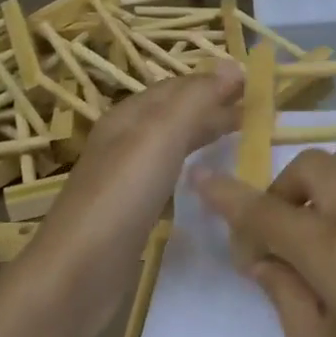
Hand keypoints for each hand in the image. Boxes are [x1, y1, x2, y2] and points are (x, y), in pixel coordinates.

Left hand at [24, 61, 243, 316]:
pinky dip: (191, 168)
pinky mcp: (130, 212)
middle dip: (213, 108)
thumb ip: (196, 100)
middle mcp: (125, 141)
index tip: (256, 85)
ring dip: (203, 136)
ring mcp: (125, 178)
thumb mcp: (160, 136)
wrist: (78, 272)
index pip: (177, 87)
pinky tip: (203, 180)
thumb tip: (232, 64)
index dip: (214, 82)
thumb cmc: (121, 195)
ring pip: (171, 145)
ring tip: (239, 139)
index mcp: (128, 116)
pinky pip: (167, 176)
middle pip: (174, 114)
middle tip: (257, 113)